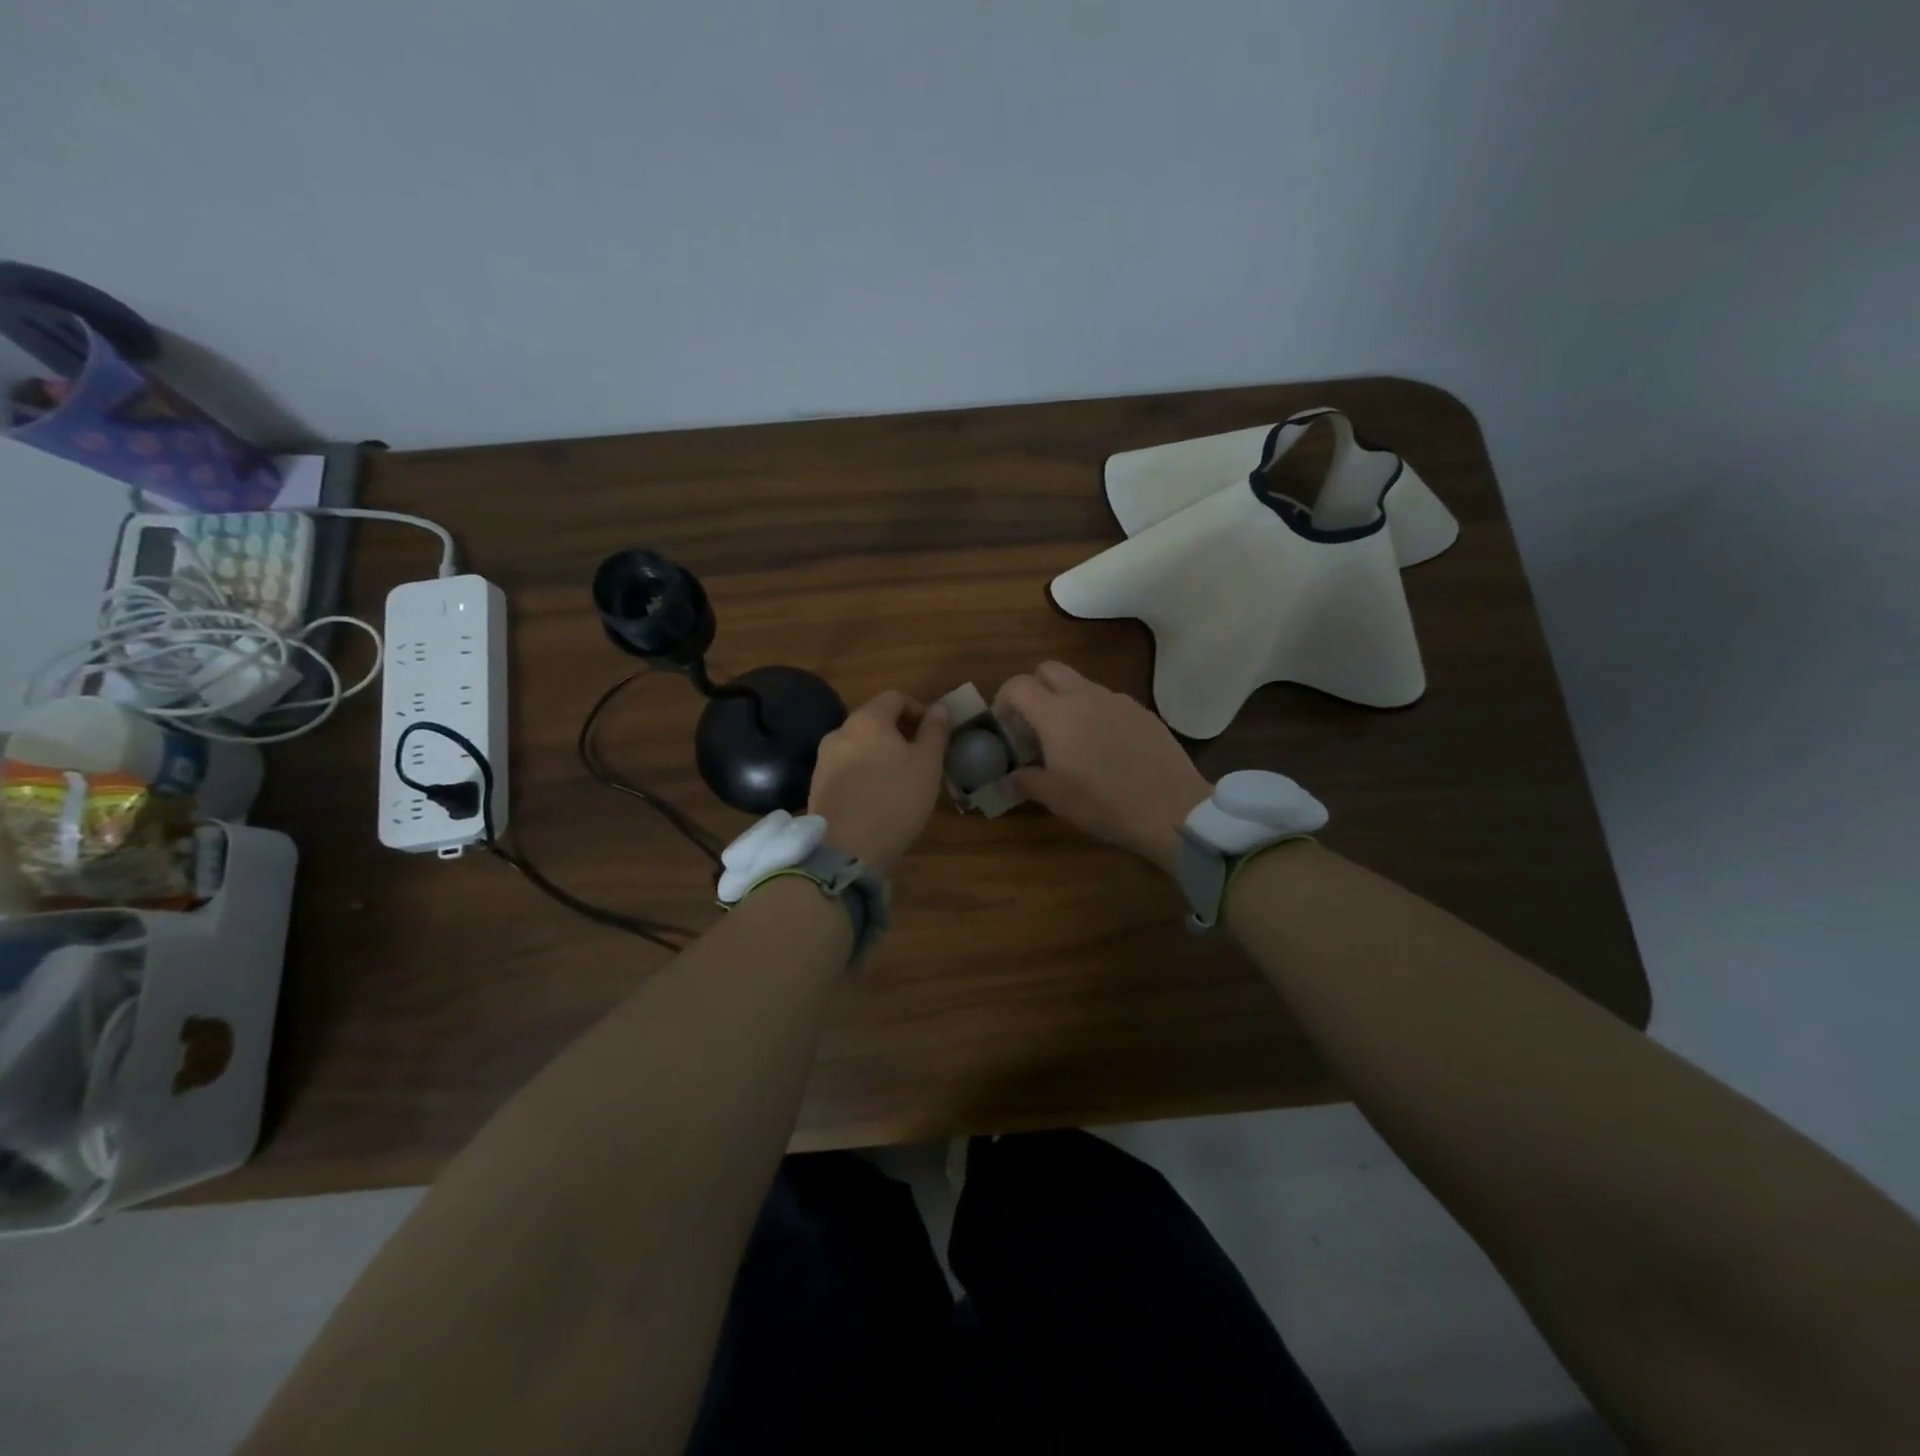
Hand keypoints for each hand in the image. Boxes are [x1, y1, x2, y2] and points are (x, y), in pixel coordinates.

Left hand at [807, 691, 951, 873]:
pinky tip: (878, 799)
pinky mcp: (817, 786)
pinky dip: (865, 774)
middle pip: (875, 721)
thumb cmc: (894, 800)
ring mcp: (824, 760)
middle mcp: (840, 732)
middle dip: (900, 734)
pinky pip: (847, 769)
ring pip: (860, 746)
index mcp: (867, 720)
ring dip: (882, 755)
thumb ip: (935, 732)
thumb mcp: (927, 765)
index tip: (935, 734)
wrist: (845, 849)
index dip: (919, 709)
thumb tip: (939, 708)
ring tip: (902, 781)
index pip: (895, 697)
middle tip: (922, 759)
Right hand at [996, 661, 1209, 874]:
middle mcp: (1085, 696)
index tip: (1005, 727)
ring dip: (1066, 702)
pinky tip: (1105, 749)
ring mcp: (1118, 701)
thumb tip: (1008, 779)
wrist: (1170, 807)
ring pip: (1081, 685)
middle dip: (1034, 689)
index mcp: (1056, 713)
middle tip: (1033, 725)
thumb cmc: (1103, 802)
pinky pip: (1109, 702)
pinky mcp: (1143, 712)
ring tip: (1070, 741)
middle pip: (1049, 669)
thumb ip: (1025, 782)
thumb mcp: (1055, 798)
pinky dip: (1096, 715)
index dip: (1003, 700)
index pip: (1018, 685)